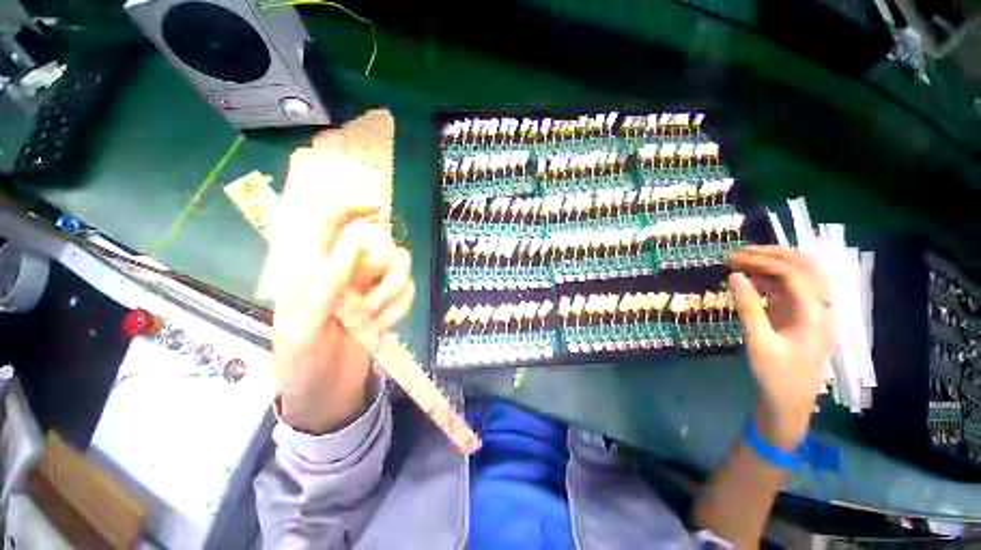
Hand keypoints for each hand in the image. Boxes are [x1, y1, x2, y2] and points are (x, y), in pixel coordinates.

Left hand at [272, 206, 414, 434]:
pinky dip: (400, 310)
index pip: (326, 225)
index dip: (349, 210)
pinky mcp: (388, 304)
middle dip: (382, 278)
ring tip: (374, 321)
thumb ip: (324, 285)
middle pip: (381, 249)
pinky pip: (408, 293)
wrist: (326, 394)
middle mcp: (346, 274)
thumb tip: (354, 246)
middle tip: (366, 307)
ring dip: (392, 297)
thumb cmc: (302, 364)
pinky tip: (383, 329)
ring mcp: (370, 289)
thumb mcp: (303, 328)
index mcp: (313, 273)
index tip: (376, 211)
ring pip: (400, 270)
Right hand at [728, 246, 833, 449]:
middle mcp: (820, 308)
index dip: (763, 261)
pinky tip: (751, 278)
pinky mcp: (801, 317)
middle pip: (805, 267)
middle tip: (740, 253)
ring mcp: (812, 312)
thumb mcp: (758, 342)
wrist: (789, 403)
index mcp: (815, 315)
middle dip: (773, 254)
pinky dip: (771, 278)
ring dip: (774, 263)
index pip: (793, 274)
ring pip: (801, 274)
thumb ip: (748, 307)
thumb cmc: (775, 375)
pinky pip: (791, 288)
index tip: (733, 259)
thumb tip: (735, 275)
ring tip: (744, 260)